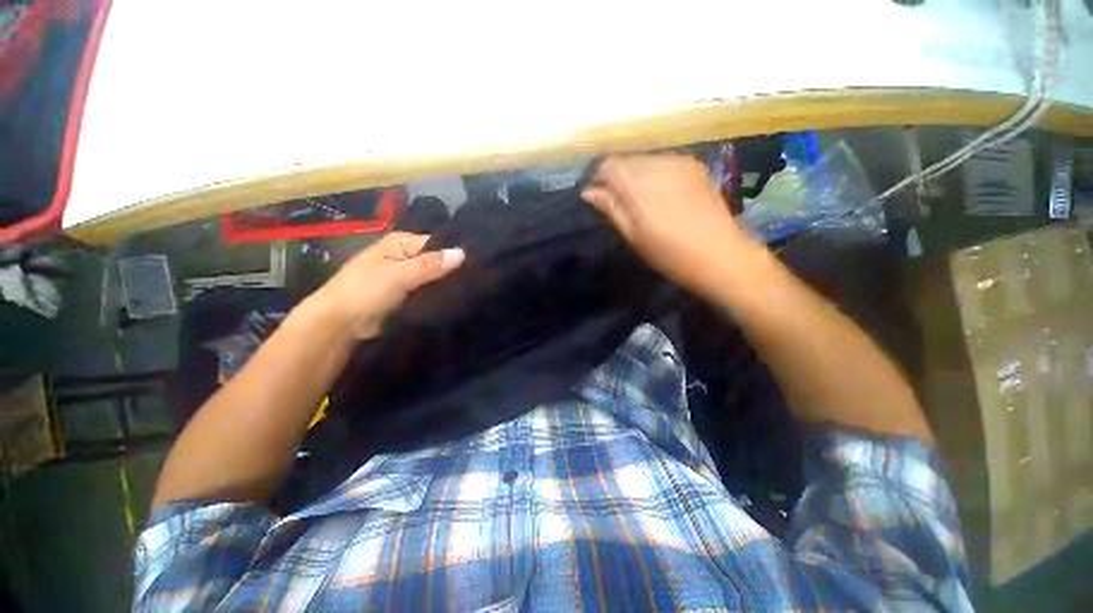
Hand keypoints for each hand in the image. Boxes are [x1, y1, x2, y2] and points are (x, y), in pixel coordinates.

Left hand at [303, 232, 463, 338]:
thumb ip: (430, 265)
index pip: (437, 243)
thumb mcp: (399, 275)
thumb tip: (463, 253)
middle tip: (478, 281)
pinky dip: (439, 295)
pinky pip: (429, 292)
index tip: (478, 265)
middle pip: (437, 261)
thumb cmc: (365, 292)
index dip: (455, 253)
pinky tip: (457, 299)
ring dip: (447, 285)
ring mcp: (406, 276)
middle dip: (453, 271)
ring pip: (435, 278)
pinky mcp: (407, 295)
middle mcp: (405, 255)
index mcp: (401, 242)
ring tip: (472, 291)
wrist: (340, 325)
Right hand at [581, 154, 762, 295]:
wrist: (721, 255)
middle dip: (617, 177)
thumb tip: (588, 191)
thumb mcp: (634, 237)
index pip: (609, 166)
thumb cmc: (670, 254)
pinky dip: (654, 174)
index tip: (597, 195)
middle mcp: (659, 166)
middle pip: (626, 160)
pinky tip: (659, 194)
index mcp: (641, 186)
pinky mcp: (694, 166)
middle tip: (618, 202)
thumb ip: (611, 209)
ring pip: (644, 160)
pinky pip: (663, 162)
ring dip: (635, 176)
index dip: (598, 178)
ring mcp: (680, 163)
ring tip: (640, 201)